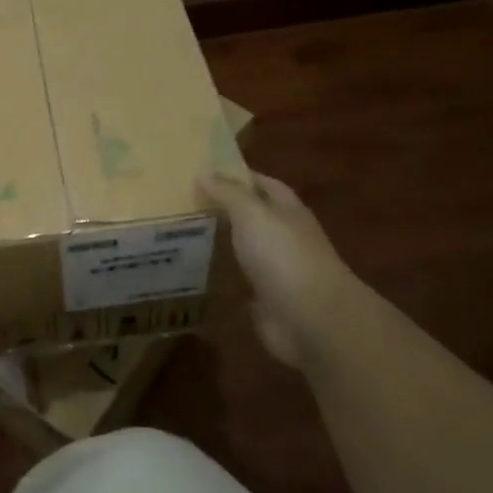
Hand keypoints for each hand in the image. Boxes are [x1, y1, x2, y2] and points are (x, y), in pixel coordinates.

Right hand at [198, 169, 368, 369]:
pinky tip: (195, 272)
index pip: (263, 184)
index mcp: (288, 211)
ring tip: (182, 235)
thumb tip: (204, 173)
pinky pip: (240, 282)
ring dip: (222, 244)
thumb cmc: (283, 255)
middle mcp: (285, 237)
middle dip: (225, 210)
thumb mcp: (251, 213)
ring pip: (245, 249)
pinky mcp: (267, 301)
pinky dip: (222, 277)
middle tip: (184, 203)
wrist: (311, 320)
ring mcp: (278, 271)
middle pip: (253, 217)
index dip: (238, 176)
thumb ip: (228, 192)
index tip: (205, 172)